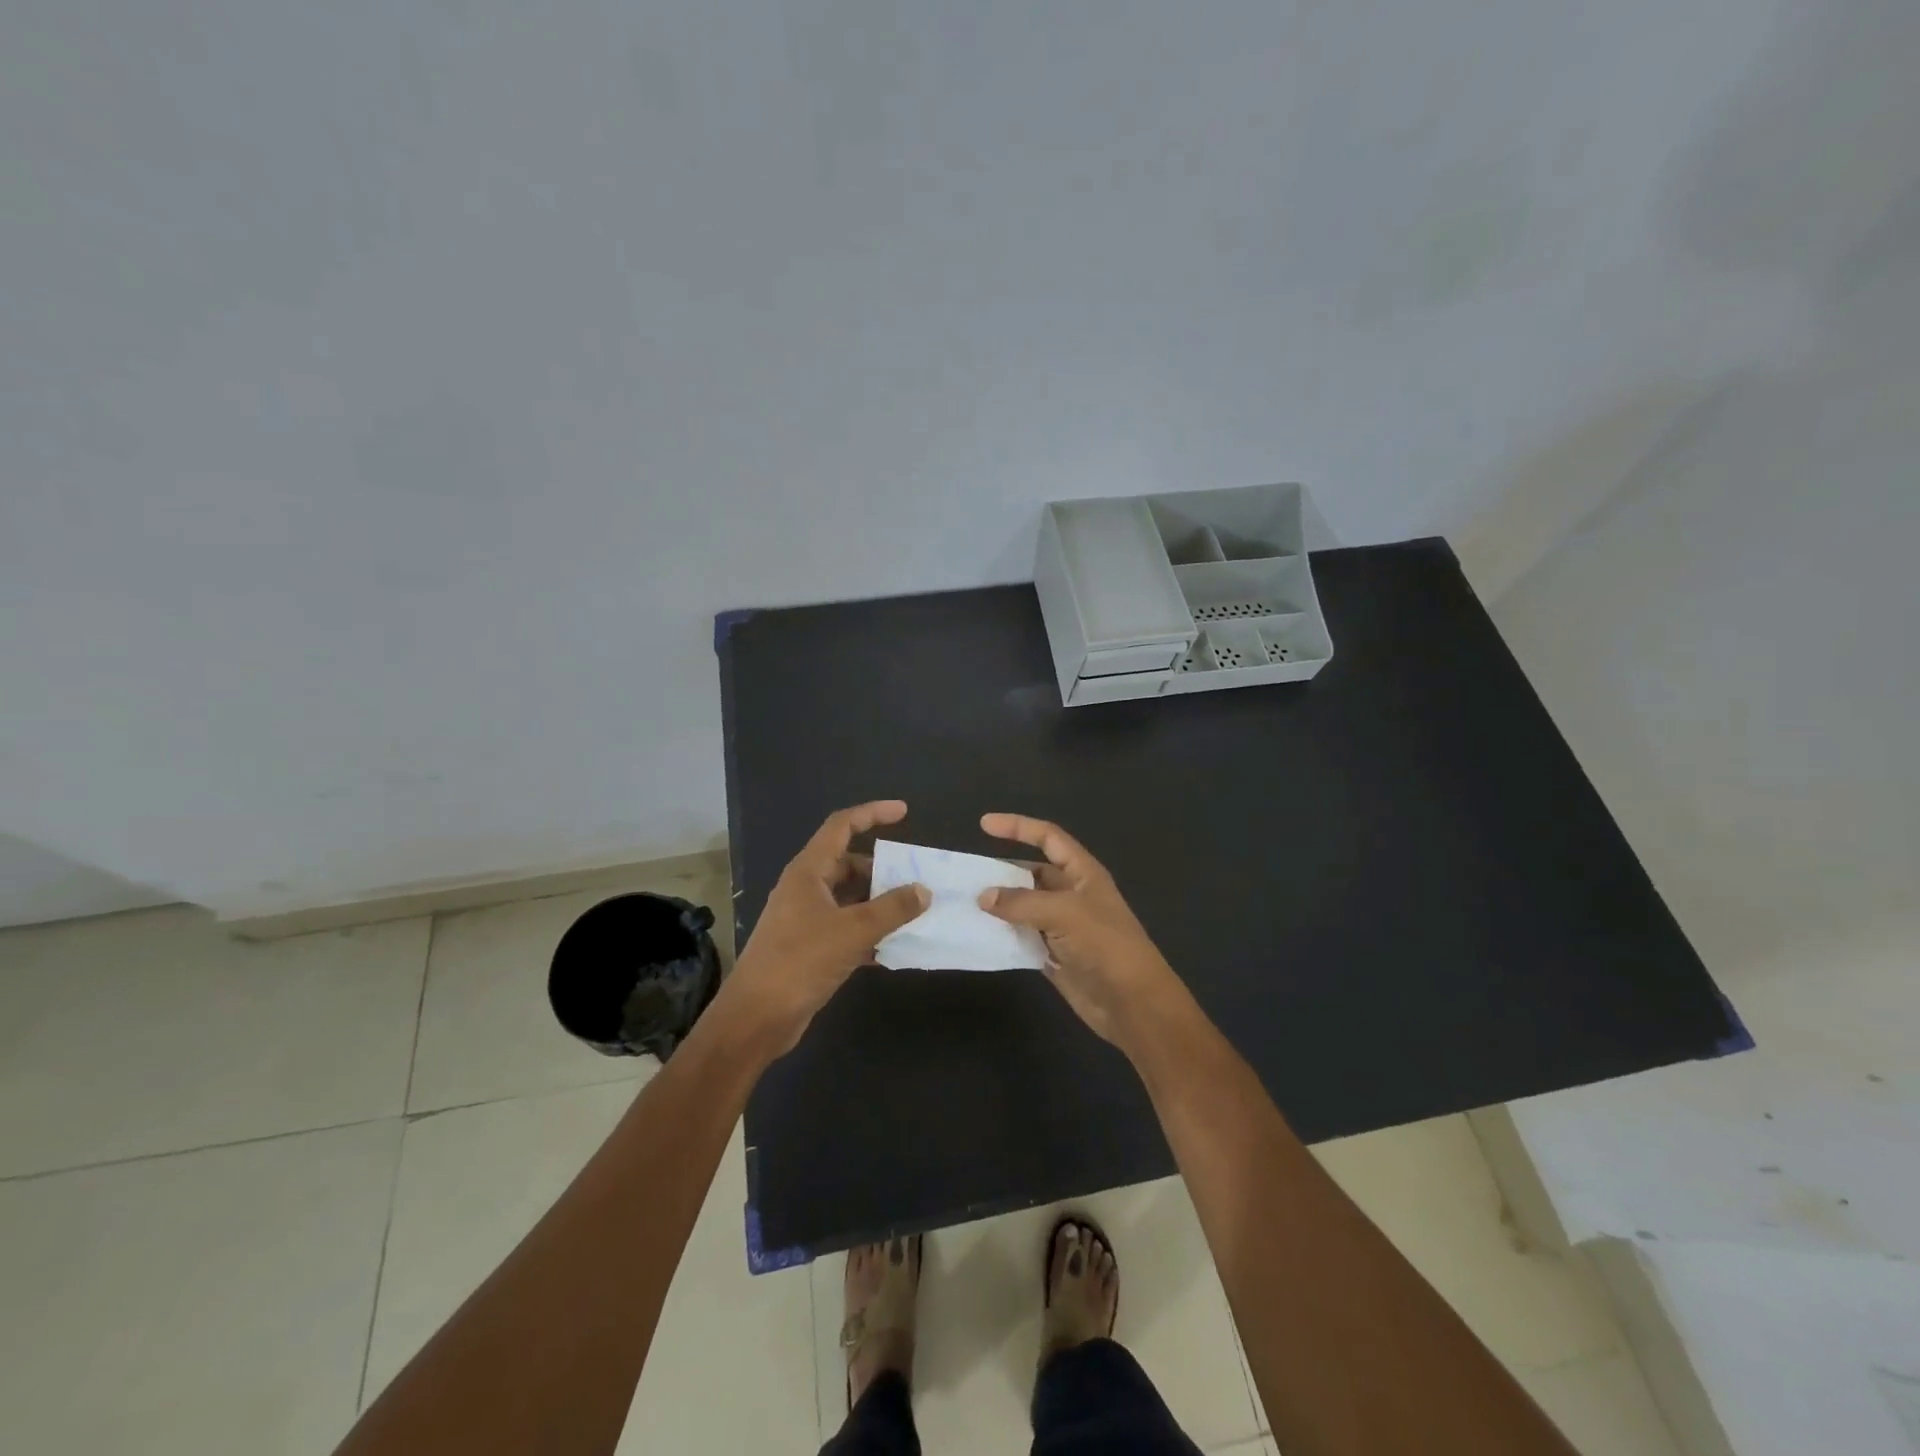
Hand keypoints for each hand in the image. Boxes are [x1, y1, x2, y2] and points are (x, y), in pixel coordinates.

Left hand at [721, 800, 929, 1054]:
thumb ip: (892, 909)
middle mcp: (805, 889)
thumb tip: (923, 890)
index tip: (904, 813)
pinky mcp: (810, 948)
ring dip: (879, 903)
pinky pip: (847, 929)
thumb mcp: (853, 931)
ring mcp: (806, 919)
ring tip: (914, 911)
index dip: (872, 814)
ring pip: (849, 899)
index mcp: (808, 872)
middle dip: (882, 868)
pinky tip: (895, 948)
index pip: (841, 826)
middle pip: (848, 864)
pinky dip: (869, 933)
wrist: (756, 1019)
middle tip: (916, 877)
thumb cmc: (800, 962)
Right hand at [976, 813, 1183, 1051]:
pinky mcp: (1053, 955)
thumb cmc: (1105, 945)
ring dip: (998, 906)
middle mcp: (1071, 895)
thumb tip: (984, 897)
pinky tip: (978, 935)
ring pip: (1023, 907)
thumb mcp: (1065, 913)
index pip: (1048, 838)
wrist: (1132, 1003)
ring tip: (963, 904)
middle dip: (1001, 873)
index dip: (1018, 827)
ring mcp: (1062, 927)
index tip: (984, 825)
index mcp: (1083, 873)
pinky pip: (1022, 937)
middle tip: (965, 877)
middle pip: (1031, 874)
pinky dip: (1002, 935)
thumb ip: (1022, 902)